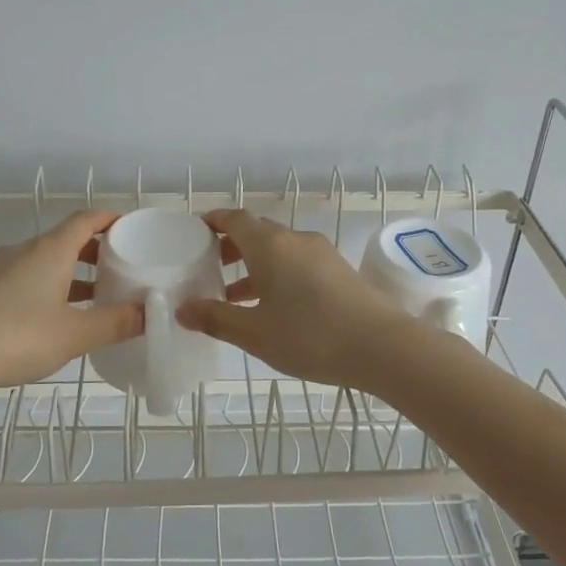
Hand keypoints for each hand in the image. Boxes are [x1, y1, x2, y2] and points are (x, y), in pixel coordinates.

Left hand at [0, 211, 143, 396]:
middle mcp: (25, 250)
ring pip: (47, 260)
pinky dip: (52, 285)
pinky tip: (59, 316)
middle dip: (97, 250)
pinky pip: (29, 276)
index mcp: (50, 250)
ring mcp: (2, 269)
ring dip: (74, 272)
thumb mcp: (74, 334)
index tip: (133, 228)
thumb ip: (115, 322)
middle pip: (67, 238)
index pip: (86, 219)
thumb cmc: (16, 338)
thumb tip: (149, 313)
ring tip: (98, 297)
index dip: (111, 219)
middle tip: (123, 268)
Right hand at [177, 209, 403, 388]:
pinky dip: (277, 273)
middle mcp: (295, 240)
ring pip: (278, 249)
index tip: (197, 231)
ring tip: (234, 294)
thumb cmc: (310, 336)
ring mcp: (321, 253)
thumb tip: (183, 309)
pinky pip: (297, 262)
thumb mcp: (255, 333)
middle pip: (257, 231)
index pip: (235, 218)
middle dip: (231, 245)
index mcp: (269, 245)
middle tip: (209, 266)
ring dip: (254, 264)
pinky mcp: (338, 270)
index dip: (214, 221)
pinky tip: (273, 305)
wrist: (382, 346)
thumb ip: (216, 318)